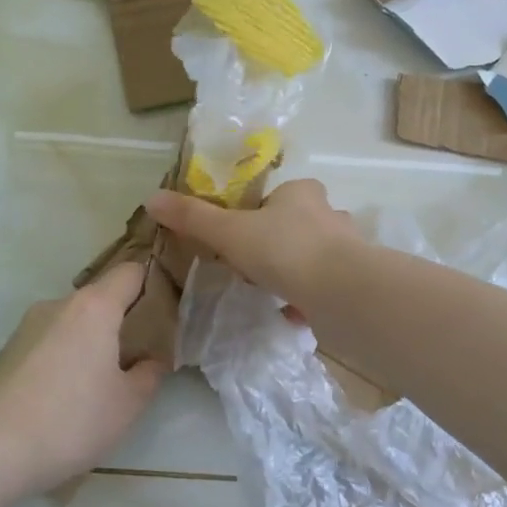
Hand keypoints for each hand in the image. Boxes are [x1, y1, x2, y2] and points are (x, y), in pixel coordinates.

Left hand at [0, 261, 166, 492]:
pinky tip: (67, 393)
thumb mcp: (129, 404)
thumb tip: (152, 359)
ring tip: (101, 381)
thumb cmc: (72, 420)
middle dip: (123, 320)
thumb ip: (150, 373)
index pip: (131, 272)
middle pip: (101, 297)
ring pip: (74, 321)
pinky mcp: (8, 350)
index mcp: (94, 306)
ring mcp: (28, 325)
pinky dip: (66, 355)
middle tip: (140, 355)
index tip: (167, 310)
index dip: (153, 283)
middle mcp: (59, 304)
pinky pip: (51, 341)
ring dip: (92, 340)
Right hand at [146, 178, 357, 313]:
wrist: (341, 292)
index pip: (275, 197)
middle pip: (296, 225)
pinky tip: (293, 314)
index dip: (256, 215)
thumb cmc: (283, 249)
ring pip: (314, 255)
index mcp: (301, 193)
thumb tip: (152, 198)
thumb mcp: (229, 232)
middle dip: (276, 245)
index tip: (239, 241)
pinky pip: (325, 285)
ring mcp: (347, 248)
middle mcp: (329, 214)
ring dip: (294, 271)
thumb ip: (193, 217)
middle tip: (253, 269)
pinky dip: (309, 297)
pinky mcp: (355, 280)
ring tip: (272, 292)